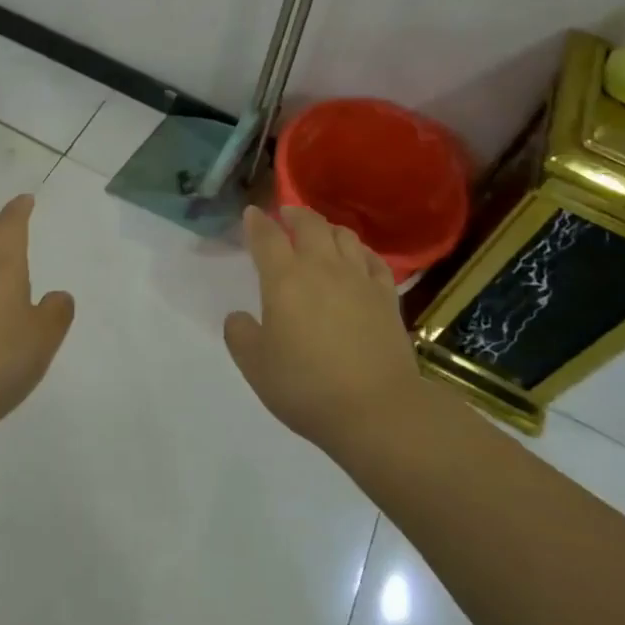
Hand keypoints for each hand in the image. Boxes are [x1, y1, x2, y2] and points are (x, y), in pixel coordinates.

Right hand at [223, 206, 420, 452]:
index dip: (256, 222)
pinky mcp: (386, 295)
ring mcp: (358, 278)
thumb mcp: (256, 367)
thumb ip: (240, 335)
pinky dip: (360, 251)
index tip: (252, 214)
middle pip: (309, 224)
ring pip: (343, 235)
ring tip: (320, 233)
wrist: (376, 410)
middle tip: (285, 216)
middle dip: (294, 214)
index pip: (266, 236)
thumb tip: (238, 316)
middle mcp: (321, 267)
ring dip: (327, 228)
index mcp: (284, 279)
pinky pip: (373, 259)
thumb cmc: (307, 388)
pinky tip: (357, 258)